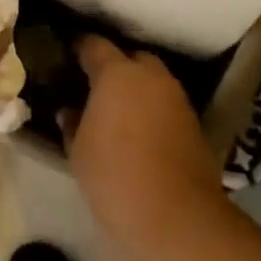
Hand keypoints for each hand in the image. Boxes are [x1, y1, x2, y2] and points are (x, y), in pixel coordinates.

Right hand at [61, 35, 222, 244]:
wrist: (175, 216)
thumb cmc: (114, 176)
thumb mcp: (78, 151)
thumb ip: (72, 123)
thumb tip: (70, 110)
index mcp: (117, 74)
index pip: (94, 45)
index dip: (78, 47)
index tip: (66, 54)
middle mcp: (151, 77)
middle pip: (131, 57)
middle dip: (114, 65)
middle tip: (93, 85)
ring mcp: (177, 98)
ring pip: (152, 80)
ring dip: (136, 87)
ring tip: (115, 109)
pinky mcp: (193, 122)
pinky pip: (165, 103)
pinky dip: (151, 108)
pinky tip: (137, 129)